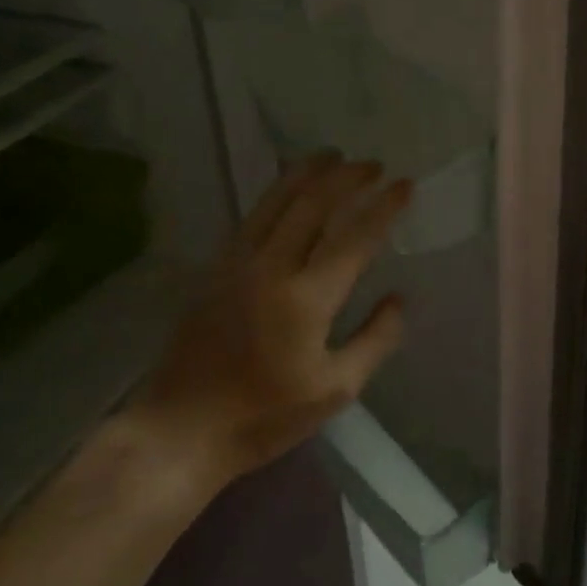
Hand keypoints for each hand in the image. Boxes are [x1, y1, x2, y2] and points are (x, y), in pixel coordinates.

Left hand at [138, 151, 411, 482]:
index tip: (405, 185)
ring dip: (309, 172)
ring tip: (333, 156)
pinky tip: (289, 186)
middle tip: (373, 165)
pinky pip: (253, 215)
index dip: (384, 207)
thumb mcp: (335, 390)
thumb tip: (398, 298)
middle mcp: (272, 268)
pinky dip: (277, 192)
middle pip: (314, 203)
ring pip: (277, 200)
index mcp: (307, 299)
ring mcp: (238, 263)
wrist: (180, 430)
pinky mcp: (216, 268)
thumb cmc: (263, 416)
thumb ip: (375, 340)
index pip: (355, 237)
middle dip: (348, 177)